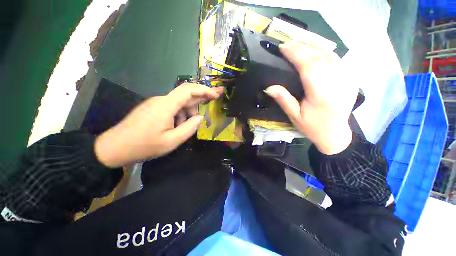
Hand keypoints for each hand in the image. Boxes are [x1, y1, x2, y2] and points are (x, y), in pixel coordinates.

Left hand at [95, 83, 222, 166]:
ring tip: (186, 127)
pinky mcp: (153, 108)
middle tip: (216, 98)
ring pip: (180, 103)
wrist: (114, 148)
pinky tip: (177, 127)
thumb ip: (189, 128)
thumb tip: (200, 118)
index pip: (188, 90)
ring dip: (188, 113)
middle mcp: (162, 100)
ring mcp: (156, 103)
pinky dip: (180, 115)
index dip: (204, 90)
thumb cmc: (143, 146)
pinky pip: (172, 108)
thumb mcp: (171, 141)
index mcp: (166, 105)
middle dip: (202, 96)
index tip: (215, 95)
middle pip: (186, 94)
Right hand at [264, 41, 356, 154]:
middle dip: (302, 48)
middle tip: (288, 43)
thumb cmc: (312, 127)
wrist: (335, 134)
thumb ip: (283, 100)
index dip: (296, 55)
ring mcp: (347, 80)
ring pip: (329, 55)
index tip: (284, 47)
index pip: (308, 67)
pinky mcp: (351, 79)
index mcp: (321, 95)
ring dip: (313, 47)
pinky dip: (324, 52)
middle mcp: (337, 84)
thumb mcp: (294, 116)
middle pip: (319, 58)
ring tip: (298, 44)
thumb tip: (269, 87)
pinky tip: (314, 50)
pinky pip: (337, 59)